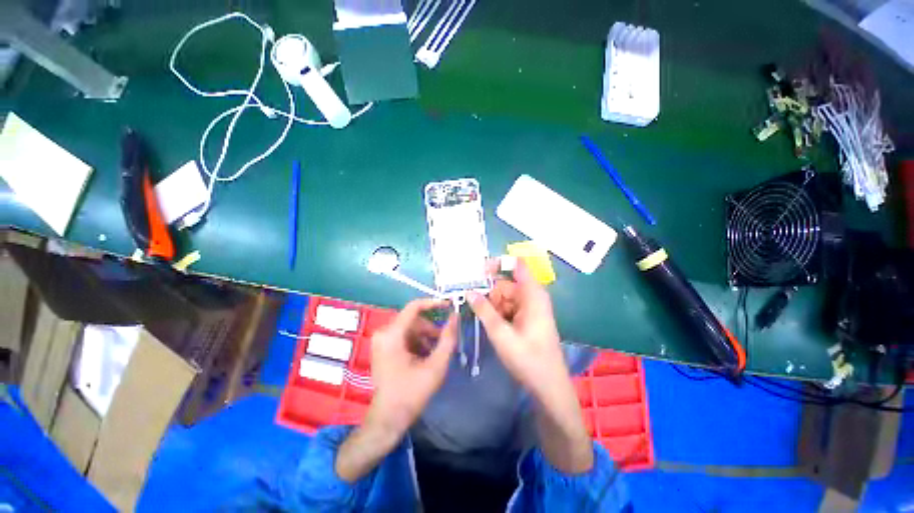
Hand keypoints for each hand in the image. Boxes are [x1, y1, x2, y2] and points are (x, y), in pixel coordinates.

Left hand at [368, 298, 458, 435]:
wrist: (388, 418)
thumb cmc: (412, 393)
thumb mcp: (436, 366)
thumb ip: (448, 339)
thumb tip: (456, 316)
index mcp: (392, 335)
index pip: (414, 307)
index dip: (433, 303)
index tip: (449, 306)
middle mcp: (383, 333)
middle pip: (414, 320)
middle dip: (431, 329)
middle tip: (443, 343)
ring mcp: (381, 340)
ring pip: (410, 328)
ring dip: (425, 337)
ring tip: (434, 354)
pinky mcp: (383, 347)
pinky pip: (404, 336)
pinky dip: (417, 342)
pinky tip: (424, 357)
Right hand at [469, 259, 593, 472]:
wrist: (548, 386)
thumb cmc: (528, 359)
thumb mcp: (501, 333)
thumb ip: (483, 310)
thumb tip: (468, 291)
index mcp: (532, 294)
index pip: (517, 265)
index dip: (497, 263)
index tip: (477, 272)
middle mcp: (532, 296)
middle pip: (506, 284)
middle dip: (489, 293)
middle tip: (472, 305)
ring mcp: (530, 307)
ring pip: (505, 297)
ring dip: (491, 305)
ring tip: (482, 321)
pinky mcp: (527, 318)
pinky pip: (508, 307)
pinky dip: (498, 313)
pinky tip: (491, 326)